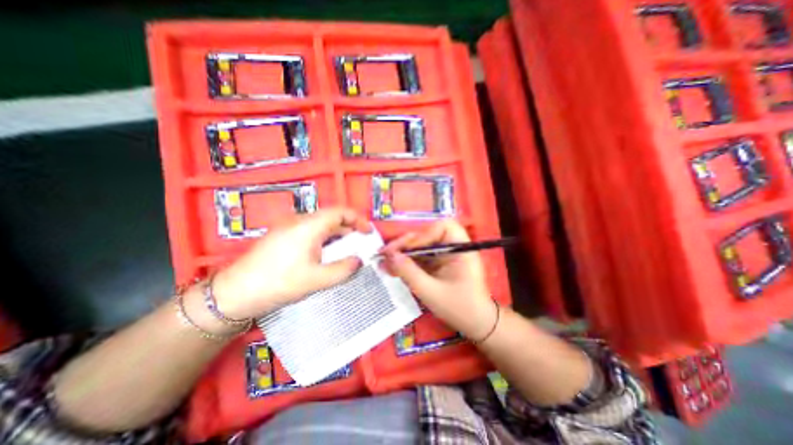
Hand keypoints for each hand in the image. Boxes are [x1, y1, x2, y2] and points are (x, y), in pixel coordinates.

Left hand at [211, 209, 371, 318]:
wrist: (234, 293)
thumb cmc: (278, 283)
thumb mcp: (316, 279)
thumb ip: (343, 269)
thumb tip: (359, 260)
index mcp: (309, 226)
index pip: (340, 212)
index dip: (358, 219)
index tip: (368, 232)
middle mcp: (299, 221)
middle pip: (331, 217)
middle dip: (350, 228)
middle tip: (361, 243)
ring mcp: (289, 227)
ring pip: (321, 225)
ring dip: (337, 235)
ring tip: (347, 250)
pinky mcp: (282, 236)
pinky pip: (310, 231)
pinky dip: (324, 239)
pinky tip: (326, 254)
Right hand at [380, 218, 497, 339]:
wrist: (475, 325)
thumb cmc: (459, 308)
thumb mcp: (431, 292)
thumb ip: (409, 272)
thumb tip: (389, 256)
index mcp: (461, 249)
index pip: (442, 227)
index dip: (422, 234)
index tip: (405, 249)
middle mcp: (453, 247)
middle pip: (427, 234)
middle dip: (406, 244)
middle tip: (385, 254)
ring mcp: (445, 255)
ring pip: (421, 246)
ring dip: (403, 253)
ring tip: (385, 262)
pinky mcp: (439, 263)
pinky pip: (421, 257)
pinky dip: (407, 262)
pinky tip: (394, 269)